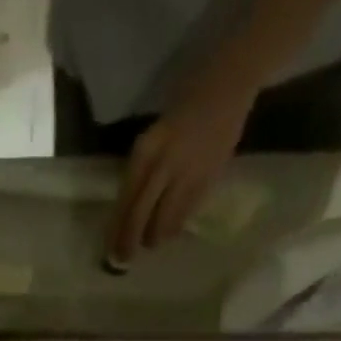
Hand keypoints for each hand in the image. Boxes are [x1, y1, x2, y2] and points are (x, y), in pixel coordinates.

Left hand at [107, 81, 252, 263]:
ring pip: (164, 221)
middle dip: (130, 242)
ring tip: (150, 243)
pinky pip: (186, 214)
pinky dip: (175, 227)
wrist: (231, 82)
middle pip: (141, 215)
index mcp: (147, 148)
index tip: (109, 247)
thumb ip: (145, 166)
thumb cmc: (189, 99)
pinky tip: (170, 231)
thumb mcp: (156, 132)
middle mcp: (164, 163)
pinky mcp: (208, 180)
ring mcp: (188, 174)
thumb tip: (132, 205)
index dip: (117, 228)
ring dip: (154, 238)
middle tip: (124, 259)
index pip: (126, 199)